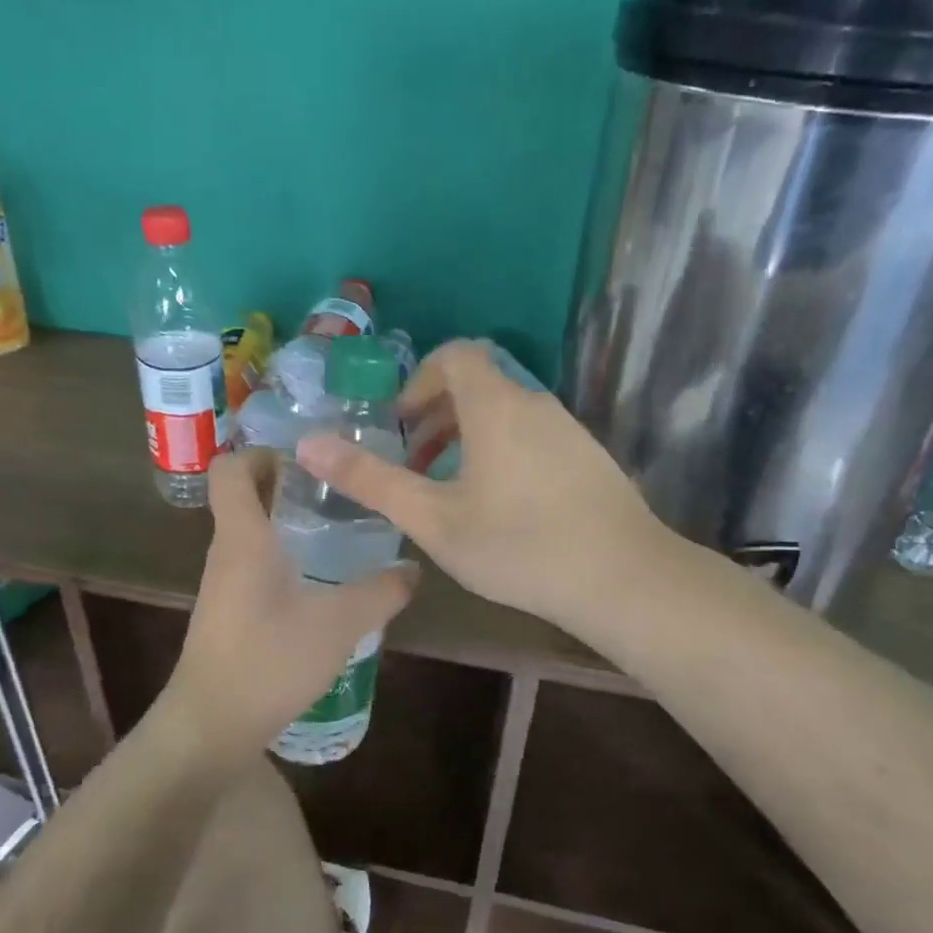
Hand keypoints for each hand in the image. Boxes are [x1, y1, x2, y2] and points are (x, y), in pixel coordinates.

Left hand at [166, 448, 417, 751]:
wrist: (211, 727)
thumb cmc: (268, 662)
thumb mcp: (338, 624)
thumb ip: (380, 593)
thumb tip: (413, 568)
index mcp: (242, 537)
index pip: (230, 469)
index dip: (260, 451)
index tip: (307, 456)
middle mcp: (226, 552)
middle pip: (244, 496)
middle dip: (286, 482)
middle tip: (338, 487)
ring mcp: (223, 584)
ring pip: (250, 532)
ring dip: (286, 521)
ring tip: (338, 528)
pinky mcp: (228, 612)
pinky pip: (253, 564)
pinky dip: (282, 555)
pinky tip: (320, 581)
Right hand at [295, 341, 682, 636]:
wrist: (624, 578)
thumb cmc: (518, 545)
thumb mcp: (433, 518)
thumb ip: (370, 480)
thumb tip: (308, 444)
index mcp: (495, 405)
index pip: (455, 355)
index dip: (419, 380)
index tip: (401, 427)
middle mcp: (535, 403)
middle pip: (479, 384)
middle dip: (437, 415)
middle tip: (414, 464)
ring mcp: (568, 430)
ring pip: (506, 414)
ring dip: (468, 437)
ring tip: (449, 490)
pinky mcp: (588, 457)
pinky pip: (532, 436)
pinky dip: (502, 452)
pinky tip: (500, 508)